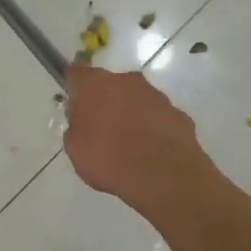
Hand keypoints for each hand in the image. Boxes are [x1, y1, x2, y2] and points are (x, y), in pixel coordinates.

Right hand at [63, 65, 213, 215]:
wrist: (163, 177)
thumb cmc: (108, 159)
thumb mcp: (74, 147)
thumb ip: (75, 126)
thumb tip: (81, 119)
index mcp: (96, 85)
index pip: (76, 73)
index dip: (73, 85)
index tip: (72, 98)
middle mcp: (127, 81)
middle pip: (109, 84)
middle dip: (104, 100)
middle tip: (99, 126)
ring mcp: (156, 96)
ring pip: (136, 99)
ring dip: (130, 112)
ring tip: (127, 142)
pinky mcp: (178, 114)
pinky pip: (158, 117)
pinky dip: (152, 127)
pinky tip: (149, 150)